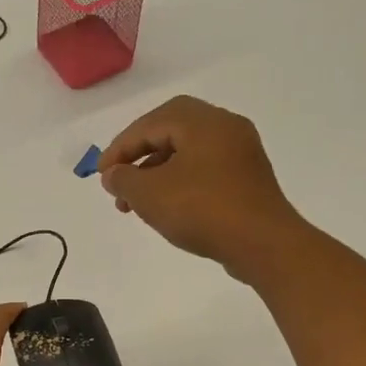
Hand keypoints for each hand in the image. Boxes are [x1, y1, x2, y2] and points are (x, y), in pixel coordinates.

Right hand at [97, 96, 306, 279]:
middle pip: (171, 131)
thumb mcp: (150, 195)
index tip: (101, 174)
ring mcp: (242, 153)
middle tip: (120, 180)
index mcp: (203, 121)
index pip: (150, 123)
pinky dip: (180, 182)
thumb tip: (113, 175)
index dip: (120, 147)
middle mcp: (226, 127)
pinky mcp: (249, 179)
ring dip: (157, 173)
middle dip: (139, 156)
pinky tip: (168, 208)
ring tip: (137, 204)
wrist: (264, 244)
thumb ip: (123, 179)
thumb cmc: (203, 210)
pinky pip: (206, 171)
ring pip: (188, 153)